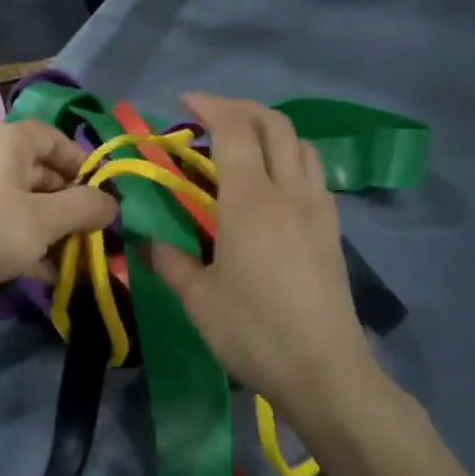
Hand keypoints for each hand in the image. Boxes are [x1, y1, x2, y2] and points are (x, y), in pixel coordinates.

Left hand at [0, 120, 117, 312]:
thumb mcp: (43, 219)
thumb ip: (83, 208)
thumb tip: (112, 203)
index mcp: (12, 142)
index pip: (58, 140)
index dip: (84, 165)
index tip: (104, 197)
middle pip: (45, 176)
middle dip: (72, 207)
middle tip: (98, 236)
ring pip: (28, 208)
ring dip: (54, 233)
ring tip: (80, 261)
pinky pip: (7, 230)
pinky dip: (29, 248)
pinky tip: (50, 276)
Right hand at [150, 95, 378, 424]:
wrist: (325, 372)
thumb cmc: (254, 332)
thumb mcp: (198, 299)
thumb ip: (168, 260)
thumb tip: (142, 239)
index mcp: (251, 201)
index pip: (235, 130)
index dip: (211, 107)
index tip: (185, 103)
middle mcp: (290, 192)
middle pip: (275, 125)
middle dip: (242, 108)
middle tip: (211, 114)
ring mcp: (318, 209)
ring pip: (302, 145)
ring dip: (271, 129)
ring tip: (243, 142)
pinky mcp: (332, 230)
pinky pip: (313, 172)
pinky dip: (291, 157)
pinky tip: (273, 183)